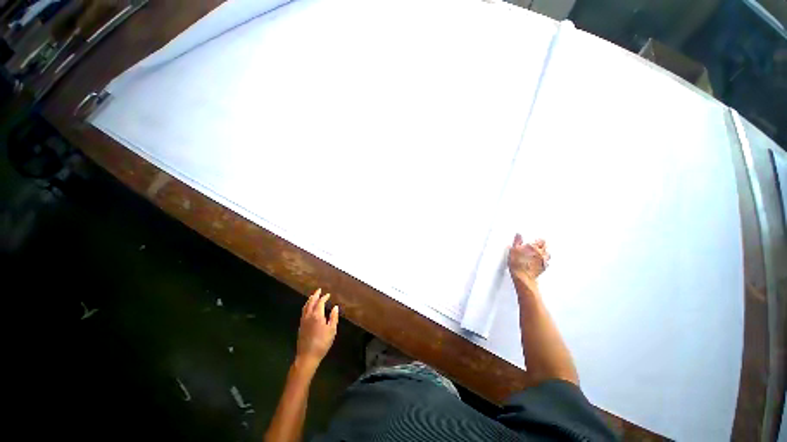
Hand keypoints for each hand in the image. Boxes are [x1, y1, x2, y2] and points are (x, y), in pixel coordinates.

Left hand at [296, 288, 338, 369]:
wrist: (307, 356)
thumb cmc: (322, 343)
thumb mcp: (332, 330)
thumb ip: (333, 317)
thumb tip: (335, 307)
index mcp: (317, 315)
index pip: (320, 302)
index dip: (324, 297)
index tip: (328, 295)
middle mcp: (309, 315)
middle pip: (311, 302)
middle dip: (315, 295)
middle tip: (319, 290)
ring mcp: (303, 320)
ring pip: (305, 306)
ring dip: (310, 300)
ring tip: (313, 296)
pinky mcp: (300, 326)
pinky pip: (303, 311)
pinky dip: (306, 306)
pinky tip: (308, 308)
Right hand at [508, 234, 549, 285]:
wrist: (522, 276)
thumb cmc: (518, 263)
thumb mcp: (513, 249)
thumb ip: (517, 241)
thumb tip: (519, 235)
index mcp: (534, 247)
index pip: (541, 240)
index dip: (538, 240)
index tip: (535, 240)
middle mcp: (541, 253)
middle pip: (545, 247)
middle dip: (542, 246)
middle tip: (537, 246)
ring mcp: (543, 261)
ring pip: (547, 254)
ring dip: (544, 253)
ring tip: (538, 253)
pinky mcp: (543, 268)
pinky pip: (546, 262)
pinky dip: (543, 261)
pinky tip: (538, 262)